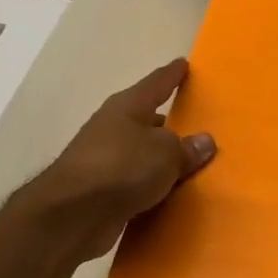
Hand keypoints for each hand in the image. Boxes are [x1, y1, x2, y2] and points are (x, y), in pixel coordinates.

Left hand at [23, 59, 215, 260]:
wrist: (74, 214)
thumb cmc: (123, 168)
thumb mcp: (166, 153)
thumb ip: (187, 148)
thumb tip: (204, 141)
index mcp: (127, 108)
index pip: (156, 84)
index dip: (172, 75)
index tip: (183, 64)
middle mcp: (112, 128)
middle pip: (145, 120)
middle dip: (166, 123)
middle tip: (191, 127)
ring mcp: (103, 160)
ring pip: (140, 153)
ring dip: (158, 158)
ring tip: (185, 164)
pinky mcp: (101, 190)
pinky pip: (135, 182)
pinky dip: (151, 185)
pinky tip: (167, 193)